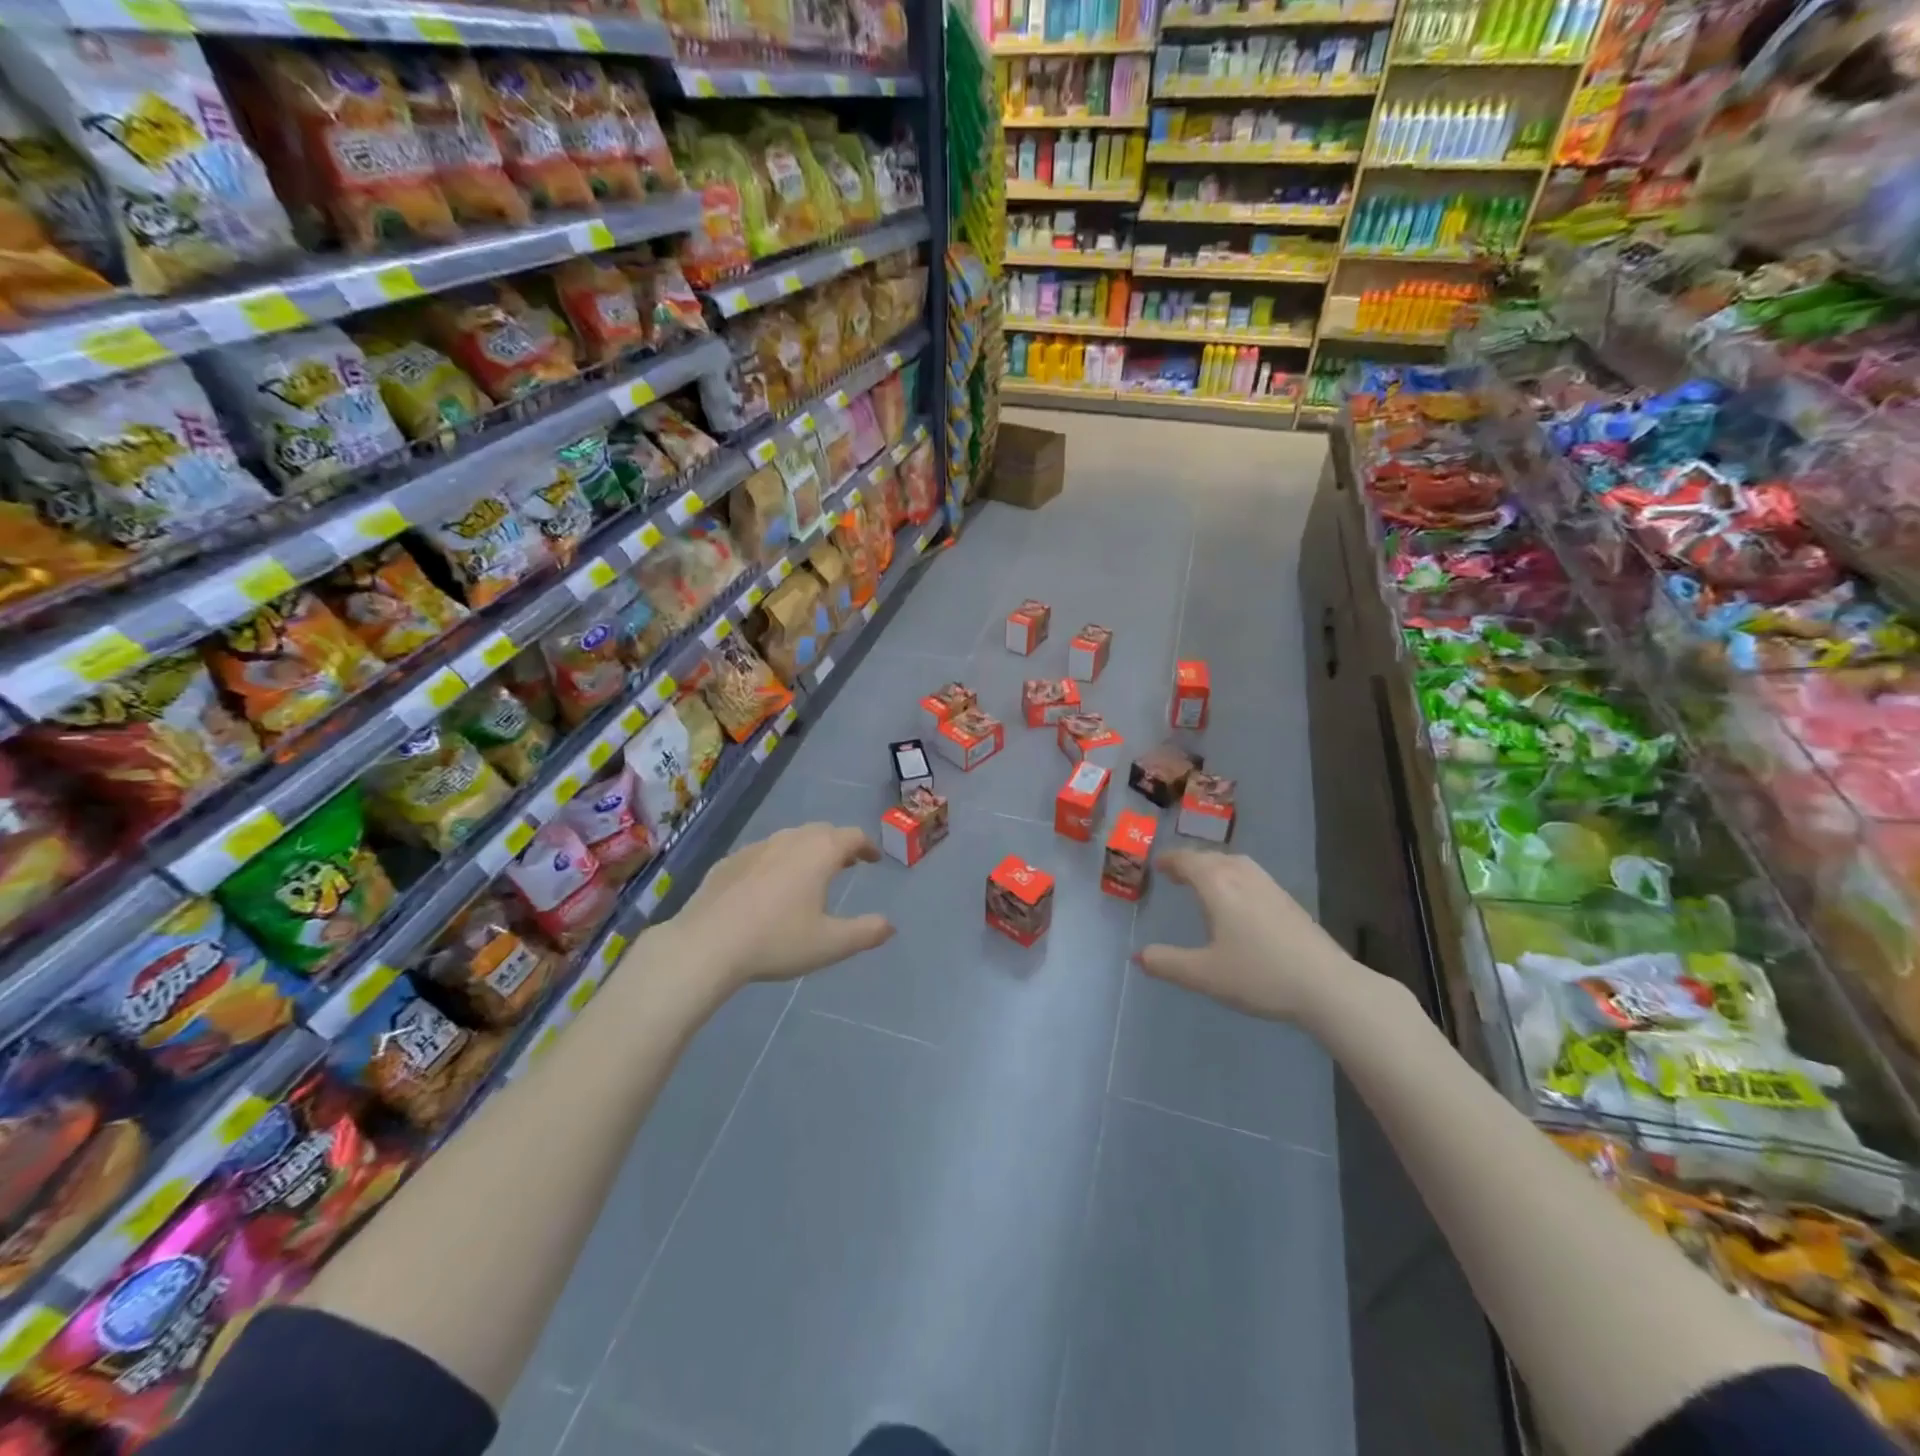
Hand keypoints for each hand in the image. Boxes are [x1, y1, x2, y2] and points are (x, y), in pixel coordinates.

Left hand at [664, 823, 893, 988]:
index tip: (873, 859)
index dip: (867, 846)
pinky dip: (776, 862)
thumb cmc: (776, 941)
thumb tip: (890, 925)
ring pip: (790, 839)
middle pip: (821, 832)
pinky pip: (762, 853)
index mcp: (819, 853)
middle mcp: (790, 840)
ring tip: (809, 873)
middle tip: (846, 863)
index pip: (852, 836)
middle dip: (837, 844)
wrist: (706, 944)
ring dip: (806, 850)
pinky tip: (769, 886)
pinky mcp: (729, 862)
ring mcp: (756, 848)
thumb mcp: (830, 944)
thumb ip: (865, 932)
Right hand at [1135, 850, 1355, 1026]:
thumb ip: (1167, 963)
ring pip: (1236, 864)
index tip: (1157, 865)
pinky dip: (1235, 877)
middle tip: (1176, 873)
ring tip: (1206, 882)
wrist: (1327, 986)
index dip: (1170, 861)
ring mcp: (1270, 887)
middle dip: (1191, 862)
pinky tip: (1239, 901)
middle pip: (1212, 858)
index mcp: (1218, 886)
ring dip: (1216, 867)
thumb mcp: (1204, 975)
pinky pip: (1252, 876)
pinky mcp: (1289, 902)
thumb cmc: (1259, 975)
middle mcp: (1243, 877)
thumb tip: (1138, 955)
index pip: (1188, 861)